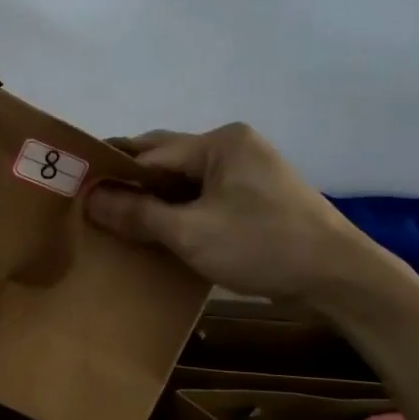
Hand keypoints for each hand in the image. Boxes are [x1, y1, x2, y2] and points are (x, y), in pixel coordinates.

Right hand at [87, 123, 386, 302]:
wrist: (340, 277)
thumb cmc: (262, 246)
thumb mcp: (191, 233)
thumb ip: (138, 213)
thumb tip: (89, 197)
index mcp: (220, 142)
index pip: (151, 152)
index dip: (114, 172)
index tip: (78, 188)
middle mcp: (234, 146)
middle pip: (168, 159)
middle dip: (132, 180)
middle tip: (92, 201)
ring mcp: (249, 170)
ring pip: (186, 179)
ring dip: (155, 197)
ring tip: (118, 217)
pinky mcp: (257, 196)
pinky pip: (204, 194)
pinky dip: (179, 207)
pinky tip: (159, 227)